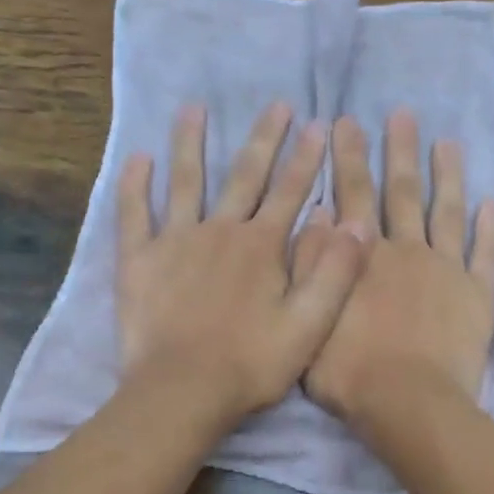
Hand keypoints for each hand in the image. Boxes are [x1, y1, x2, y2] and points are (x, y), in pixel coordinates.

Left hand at [117, 102, 366, 431]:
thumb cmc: (250, 364)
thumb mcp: (309, 325)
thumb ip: (335, 272)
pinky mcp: (139, 261)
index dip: (307, 159)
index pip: (291, 193)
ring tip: (194, 108)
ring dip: (191, 144)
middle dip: (265, 139)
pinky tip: (138, 158)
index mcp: (262, 247)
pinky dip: (135, 186)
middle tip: (277, 103)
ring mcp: (176, 242)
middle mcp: (220, 231)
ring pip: (186, 182)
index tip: (319, 124)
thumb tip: (358, 221)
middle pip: (245, 176)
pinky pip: (134, 214)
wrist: (183, 390)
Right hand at [299, 110, 493, 427]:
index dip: (349, 158)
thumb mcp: (312, 317)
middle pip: (402, 192)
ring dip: (448, 176)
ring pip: (447, 212)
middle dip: (399, 151)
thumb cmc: (350, 371)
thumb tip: (317, 215)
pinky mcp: (476, 295)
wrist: (408, 403)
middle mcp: (406, 251)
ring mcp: (445, 270)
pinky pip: (486, 255)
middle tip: (402, 113)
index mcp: (365, 256)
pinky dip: (491, 229)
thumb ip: (315, 264)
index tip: (346, 123)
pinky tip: (493, 203)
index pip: (354, 195)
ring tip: (449, 143)